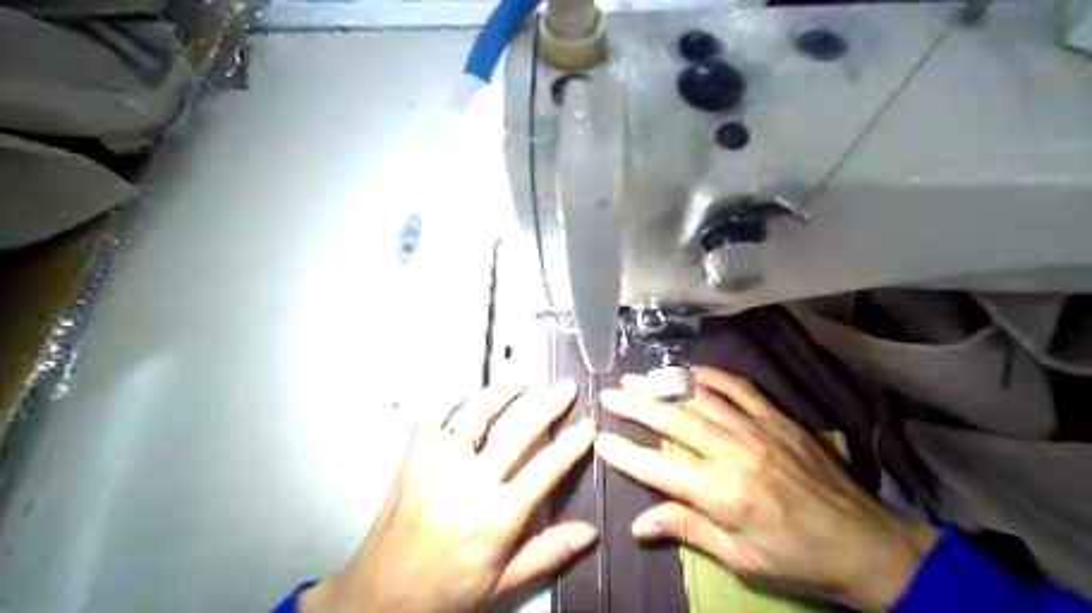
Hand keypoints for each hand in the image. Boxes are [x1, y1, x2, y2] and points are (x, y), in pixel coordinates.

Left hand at [301, 381, 596, 608]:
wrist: (380, 597)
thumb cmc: (447, 591)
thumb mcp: (503, 582)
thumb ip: (547, 552)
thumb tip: (591, 532)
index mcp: (497, 516)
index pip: (546, 469)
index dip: (572, 444)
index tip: (588, 424)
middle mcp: (469, 483)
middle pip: (518, 433)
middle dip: (548, 405)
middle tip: (566, 387)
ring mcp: (437, 466)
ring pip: (474, 415)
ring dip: (501, 393)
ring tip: (522, 378)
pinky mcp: (412, 460)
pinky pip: (431, 420)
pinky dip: (448, 403)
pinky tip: (463, 394)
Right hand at [593, 366, 933, 609]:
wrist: (867, 545)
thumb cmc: (798, 559)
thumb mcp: (741, 558)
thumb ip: (688, 530)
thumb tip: (638, 525)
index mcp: (722, 494)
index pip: (657, 467)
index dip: (625, 453)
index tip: (599, 439)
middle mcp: (734, 452)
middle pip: (673, 419)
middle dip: (635, 405)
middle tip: (609, 393)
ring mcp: (758, 429)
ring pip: (700, 397)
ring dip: (664, 385)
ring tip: (638, 377)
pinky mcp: (778, 419)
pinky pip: (739, 388)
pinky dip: (710, 376)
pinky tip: (690, 371)